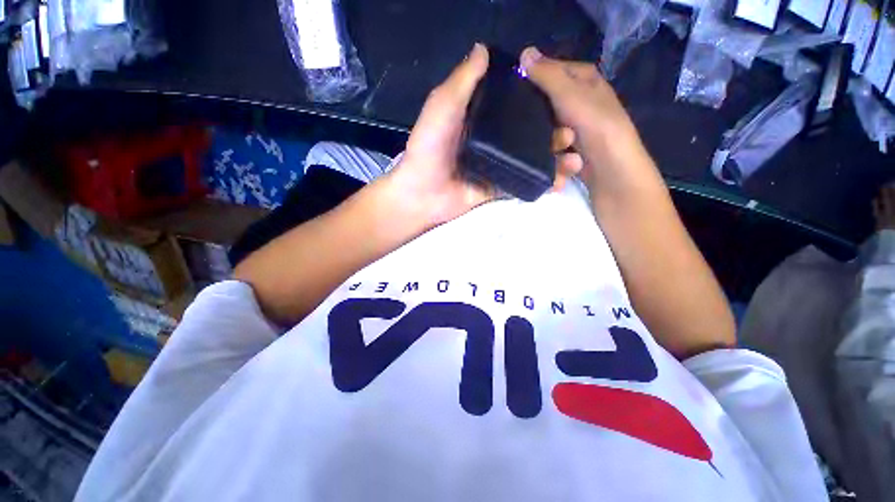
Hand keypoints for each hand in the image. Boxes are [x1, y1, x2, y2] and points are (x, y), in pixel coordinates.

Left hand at [385, 43, 586, 227]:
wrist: (422, 192)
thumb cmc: (429, 148)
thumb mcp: (442, 108)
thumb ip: (462, 82)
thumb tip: (484, 48)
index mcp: (481, 121)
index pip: (514, 108)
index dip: (537, 104)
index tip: (561, 100)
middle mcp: (492, 142)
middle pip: (527, 136)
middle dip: (552, 135)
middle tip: (572, 134)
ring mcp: (496, 167)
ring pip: (529, 161)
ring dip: (553, 160)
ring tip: (574, 161)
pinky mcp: (496, 189)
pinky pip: (522, 184)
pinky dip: (541, 183)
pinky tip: (559, 183)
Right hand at [520, 47, 648, 190]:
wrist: (612, 168)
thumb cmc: (596, 125)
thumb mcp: (570, 95)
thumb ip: (547, 75)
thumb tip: (524, 52)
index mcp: (583, 79)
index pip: (550, 71)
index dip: (534, 81)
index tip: (521, 97)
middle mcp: (579, 100)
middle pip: (545, 106)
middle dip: (546, 125)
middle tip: (557, 133)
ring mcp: (575, 126)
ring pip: (547, 132)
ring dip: (555, 147)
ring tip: (569, 154)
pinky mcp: (571, 148)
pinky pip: (554, 149)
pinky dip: (559, 159)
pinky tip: (567, 163)